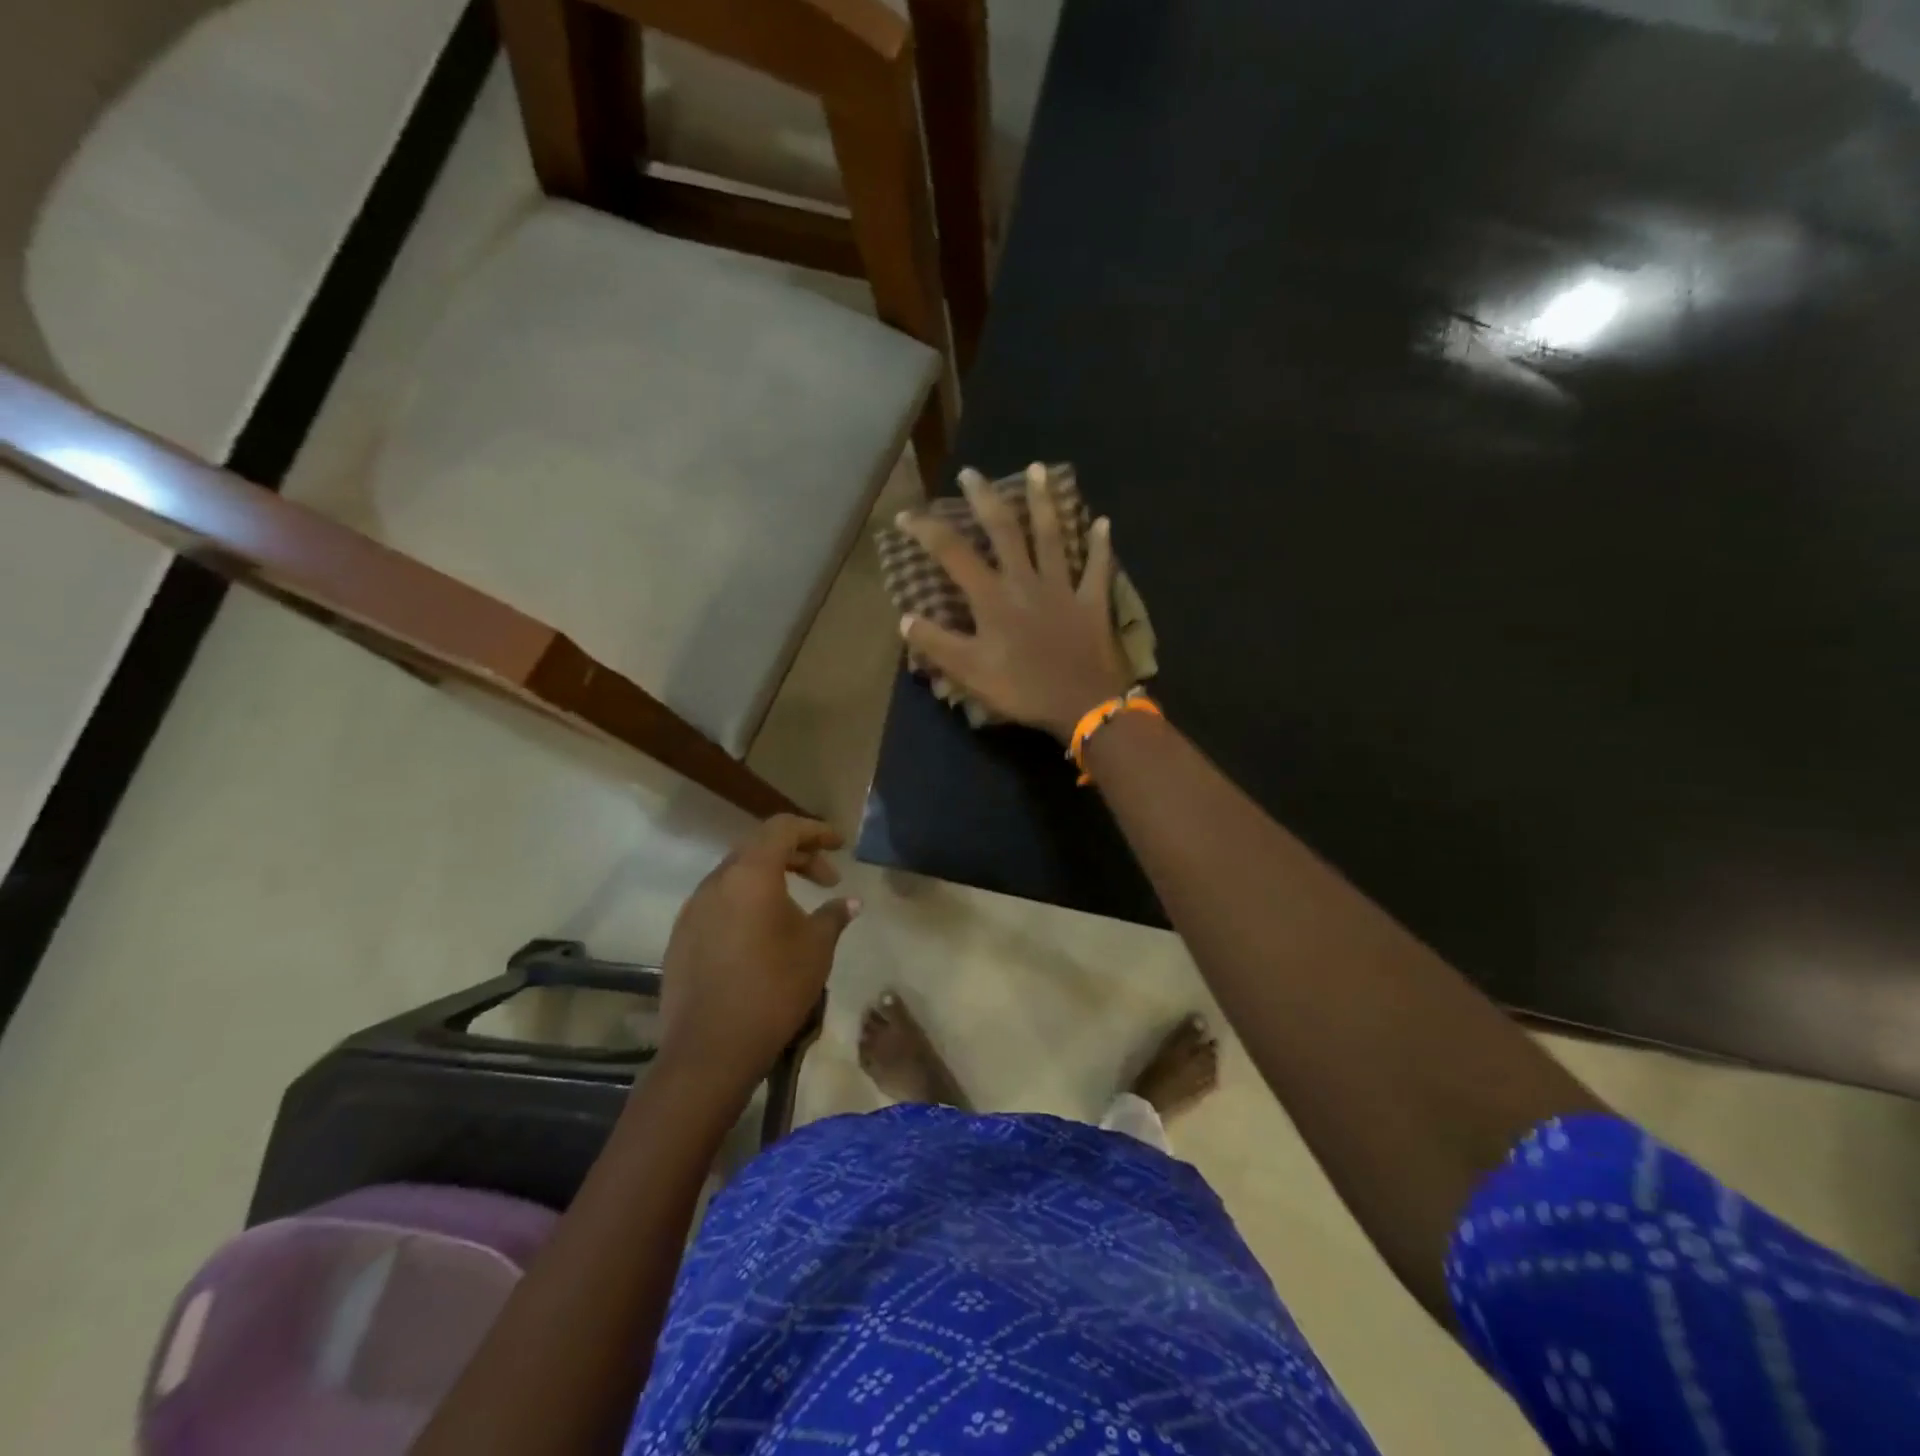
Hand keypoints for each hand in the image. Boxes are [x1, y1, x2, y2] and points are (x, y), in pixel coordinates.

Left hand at [659, 816, 858, 1098]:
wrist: (710, 1049)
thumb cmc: (774, 988)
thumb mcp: (816, 948)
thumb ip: (833, 916)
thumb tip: (850, 902)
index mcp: (750, 873)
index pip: (783, 828)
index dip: (815, 830)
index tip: (840, 845)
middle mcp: (716, 881)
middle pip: (759, 848)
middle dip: (797, 855)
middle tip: (827, 879)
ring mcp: (693, 909)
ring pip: (737, 876)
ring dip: (770, 880)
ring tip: (797, 908)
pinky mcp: (681, 937)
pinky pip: (720, 903)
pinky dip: (747, 903)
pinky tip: (763, 934)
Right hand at [898, 464, 1133, 739]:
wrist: (1083, 704)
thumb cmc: (1023, 689)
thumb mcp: (970, 672)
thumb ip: (936, 644)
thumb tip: (904, 618)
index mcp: (993, 597)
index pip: (952, 553)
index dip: (927, 530)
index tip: (906, 513)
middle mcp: (1026, 581)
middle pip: (1004, 530)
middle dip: (985, 499)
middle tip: (972, 473)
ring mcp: (1063, 587)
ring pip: (1052, 536)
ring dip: (1043, 502)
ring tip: (1037, 470)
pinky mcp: (1092, 602)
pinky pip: (1097, 567)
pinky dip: (1100, 545)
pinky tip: (1103, 521)